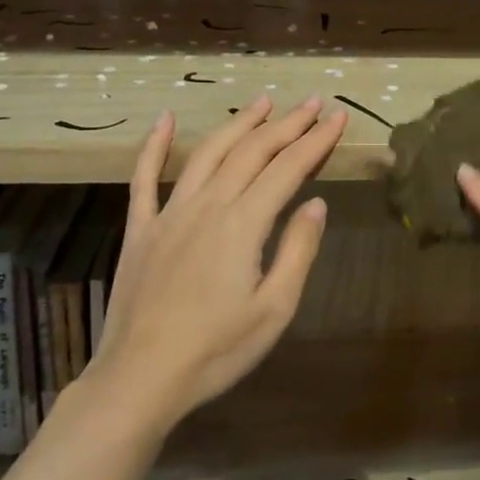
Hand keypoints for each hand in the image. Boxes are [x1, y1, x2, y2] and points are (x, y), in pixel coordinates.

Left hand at [88, 95, 345, 430]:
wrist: (141, 377)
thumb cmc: (216, 350)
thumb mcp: (274, 309)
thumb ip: (298, 250)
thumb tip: (316, 203)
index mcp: (243, 224)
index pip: (288, 169)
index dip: (316, 140)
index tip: (339, 117)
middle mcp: (207, 205)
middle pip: (252, 152)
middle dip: (287, 124)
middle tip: (312, 102)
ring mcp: (169, 213)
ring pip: (208, 153)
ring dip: (238, 124)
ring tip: (263, 102)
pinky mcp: (141, 228)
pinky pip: (144, 178)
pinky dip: (155, 145)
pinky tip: (164, 119)